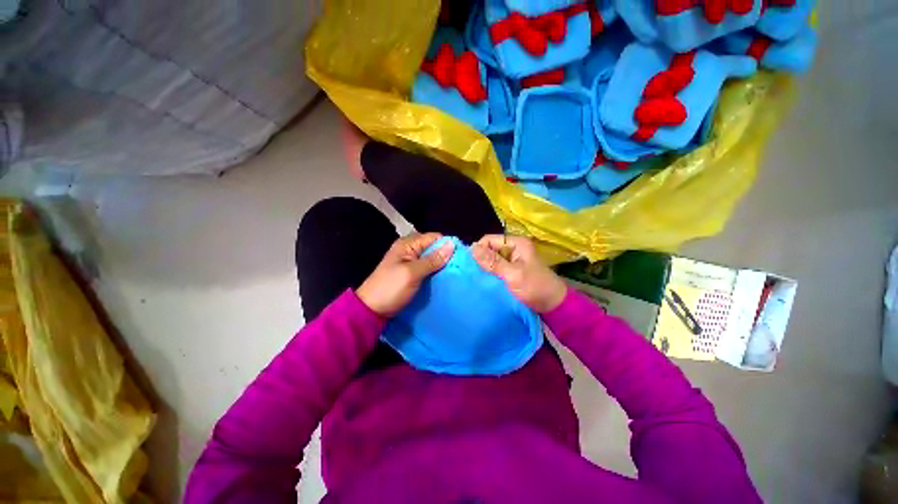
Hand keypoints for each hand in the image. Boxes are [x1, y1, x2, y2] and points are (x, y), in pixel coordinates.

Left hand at [356, 233, 454, 316]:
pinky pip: (427, 268)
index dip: (447, 246)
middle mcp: (410, 249)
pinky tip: (444, 278)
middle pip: (433, 247)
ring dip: (441, 265)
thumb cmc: (391, 288)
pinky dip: (435, 272)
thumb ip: (432, 259)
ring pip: (432, 258)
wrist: (371, 309)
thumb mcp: (412, 273)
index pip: (434, 237)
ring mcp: (410, 261)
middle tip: (458, 268)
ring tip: (454, 274)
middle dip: (445, 256)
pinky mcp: (411, 272)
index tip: (460, 258)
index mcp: (408, 244)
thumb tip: (452, 244)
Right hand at [472, 235, 566, 312]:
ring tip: (475, 278)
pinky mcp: (511, 270)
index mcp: (516, 243)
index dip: (478, 249)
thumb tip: (471, 248)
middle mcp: (513, 248)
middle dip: (480, 259)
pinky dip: (490, 273)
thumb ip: (493, 262)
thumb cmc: (535, 287)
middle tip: (471, 273)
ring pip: (491, 259)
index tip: (470, 264)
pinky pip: (496, 268)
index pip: (489, 240)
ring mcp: (513, 260)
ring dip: (484, 268)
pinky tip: (483, 281)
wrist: (553, 306)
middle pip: (490, 249)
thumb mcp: (513, 274)